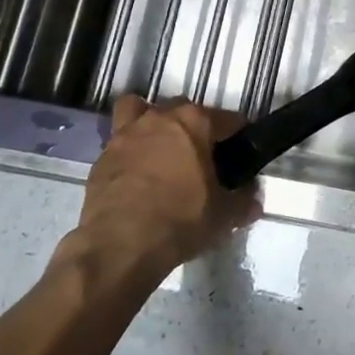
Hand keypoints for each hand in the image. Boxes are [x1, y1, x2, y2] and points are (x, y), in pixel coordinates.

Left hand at [70, 97, 259, 278]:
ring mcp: (125, 135)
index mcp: (194, 122)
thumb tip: (252, 200)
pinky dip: (128, 152)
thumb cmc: (180, 219)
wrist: (120, 245)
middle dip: (194, 126)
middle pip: (183, 109)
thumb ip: (242, 202)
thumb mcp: (223, 215)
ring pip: (138, 110)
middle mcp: (159, 118)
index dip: (238, 134)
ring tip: (159, 148)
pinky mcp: (101, 158)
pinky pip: (118, 143)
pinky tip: (136, 175)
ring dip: (150, 123)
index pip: (228, 119)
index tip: (241, 151)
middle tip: (201, 155)